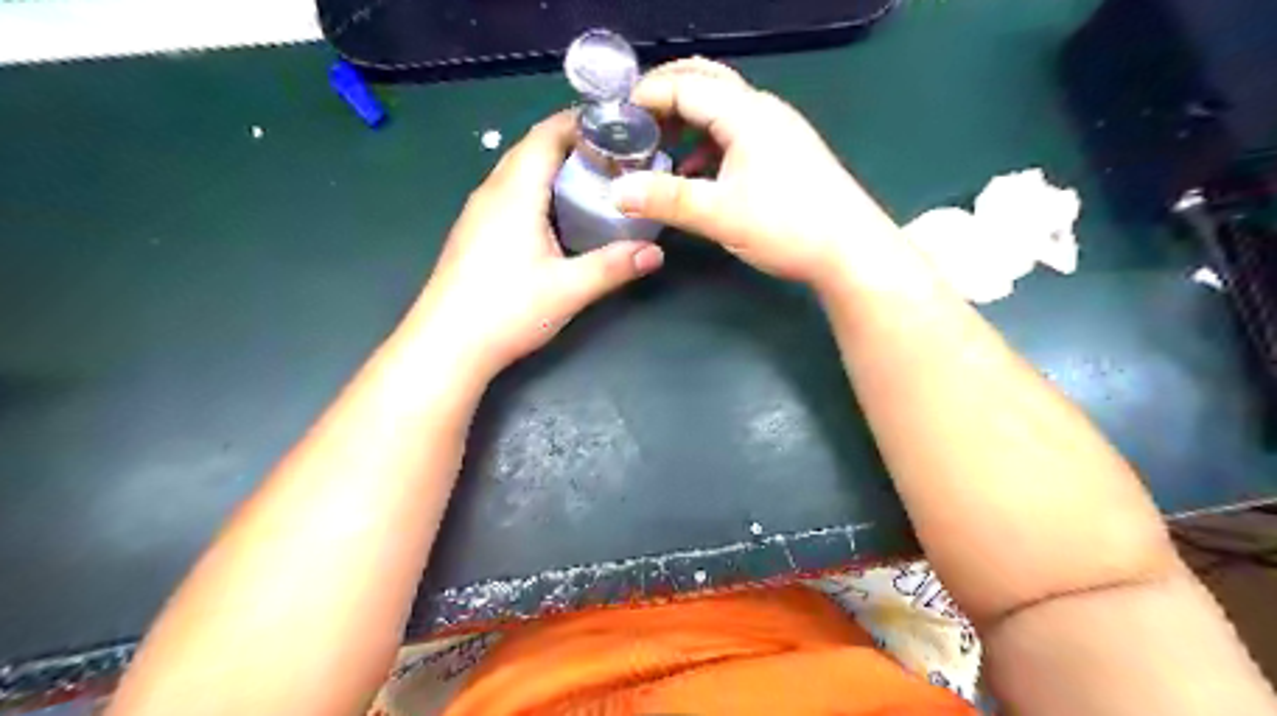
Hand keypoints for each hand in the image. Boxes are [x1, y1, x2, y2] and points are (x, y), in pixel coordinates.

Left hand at [405, 109, 669, 378]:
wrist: (446, 346)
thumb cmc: (506, 310)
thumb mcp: (569, 289)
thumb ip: (614, 266)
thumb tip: (655, 252)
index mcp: (514, 192)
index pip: (546, 134)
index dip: (581, 122)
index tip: (619, 127)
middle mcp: (492, 192)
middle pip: (531, 148)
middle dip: (572, 143)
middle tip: (615, 156)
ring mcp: (478, 213)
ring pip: (518, 171)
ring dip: (553, 167)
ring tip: (593, 180)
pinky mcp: (473, 233)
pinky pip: (509, 194)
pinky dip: (537, 189)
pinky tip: (557, 216)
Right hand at [608, 55, 895, 286]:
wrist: (850, 250)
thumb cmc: (787, 226)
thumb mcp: (720, 214)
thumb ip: (667, 200)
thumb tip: (618, 192)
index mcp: (746, 113)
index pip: (685, 85)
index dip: (646, 95)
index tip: (614, 117)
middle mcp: (762, 110)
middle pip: (705, 83)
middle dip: (665, 97)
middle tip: (633, 123)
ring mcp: (777, 130)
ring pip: (721, 109)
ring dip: (686, 122)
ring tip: (657, 148)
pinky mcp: (784, 152)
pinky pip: (736, 134)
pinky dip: (707, 145)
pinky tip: (694, 174)